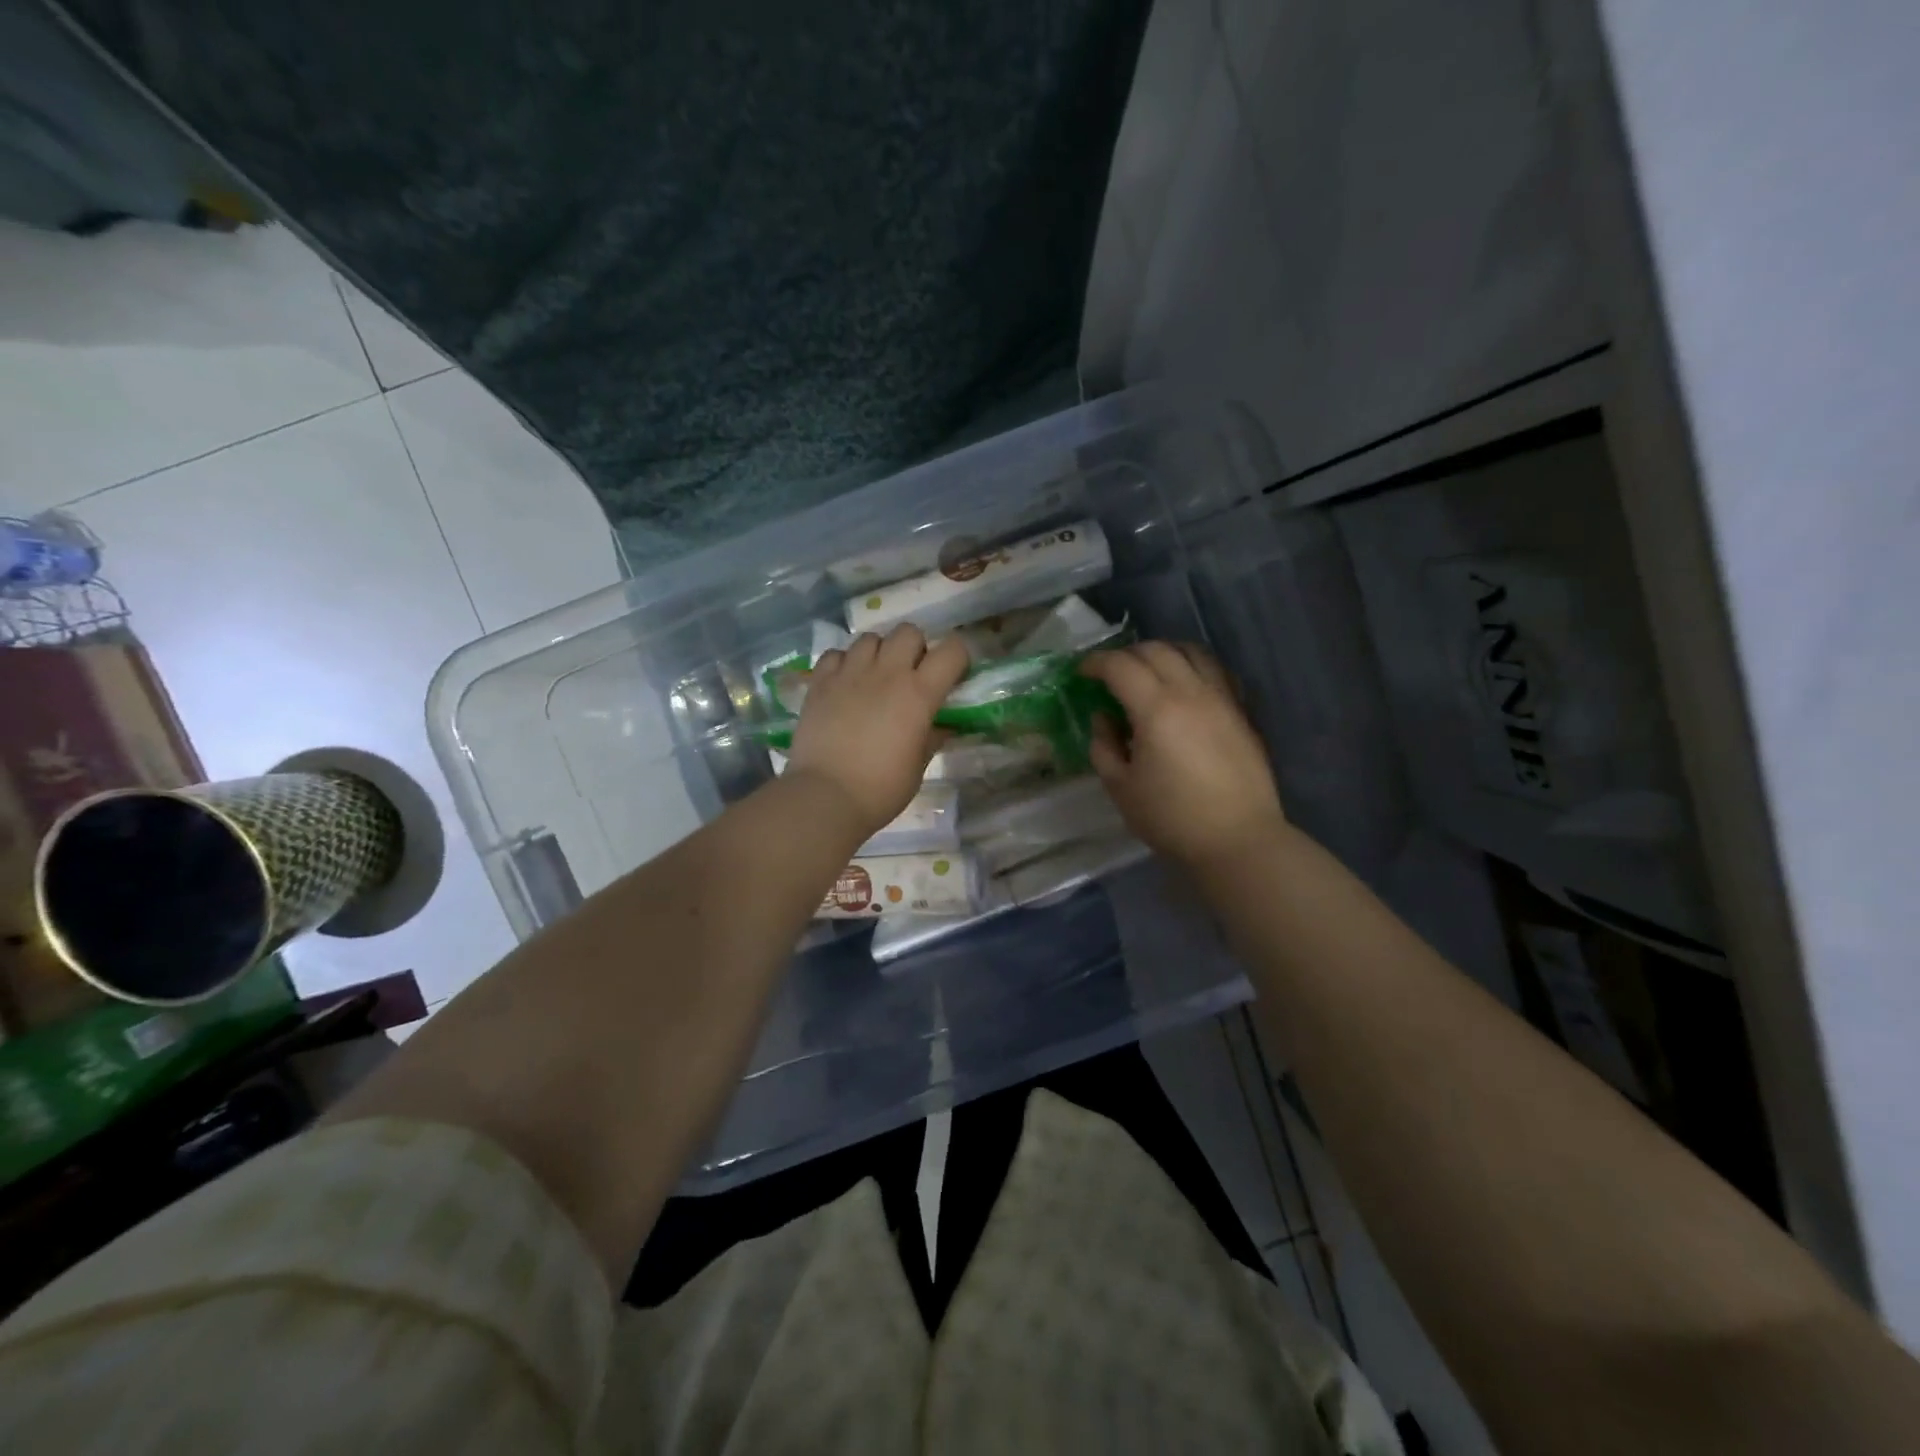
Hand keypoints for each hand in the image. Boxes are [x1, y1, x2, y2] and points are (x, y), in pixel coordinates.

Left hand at [785, 625, 970, 835]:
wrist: (825, 796)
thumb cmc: (881, 789)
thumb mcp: (917, 766)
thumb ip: (931, 737)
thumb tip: (942, 726)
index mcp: (919, 694)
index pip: (952, 650)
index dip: (957, 658)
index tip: (953, 676)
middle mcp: (887, 673)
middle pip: (909, 632)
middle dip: (915, 648)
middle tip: (910, 675)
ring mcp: (850, 673)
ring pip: (870, 638)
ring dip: (879, 653)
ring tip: (874, 677)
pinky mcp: (820, 682)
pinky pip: (836, 654)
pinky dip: (844, 663)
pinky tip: (844, 684)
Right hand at [1080, 642, 1284, 868]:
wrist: (1237, 839)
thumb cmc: (1172, 818)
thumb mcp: (1121, 788)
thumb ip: (1104, 746)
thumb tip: (1104, 717)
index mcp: (1156, 710)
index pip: (1120, 666)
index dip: (1095, 663)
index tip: (1082, 674)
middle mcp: (1190, 692)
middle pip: (1155, 650)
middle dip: (1126, 655)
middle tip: (1110, 675)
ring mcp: (1221, 698)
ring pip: (1190, 651)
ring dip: (1162, 653)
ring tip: (1148, 672)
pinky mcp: (1240, 711)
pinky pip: (1215, 669)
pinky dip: (1193, 665)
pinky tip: (1184, 685)